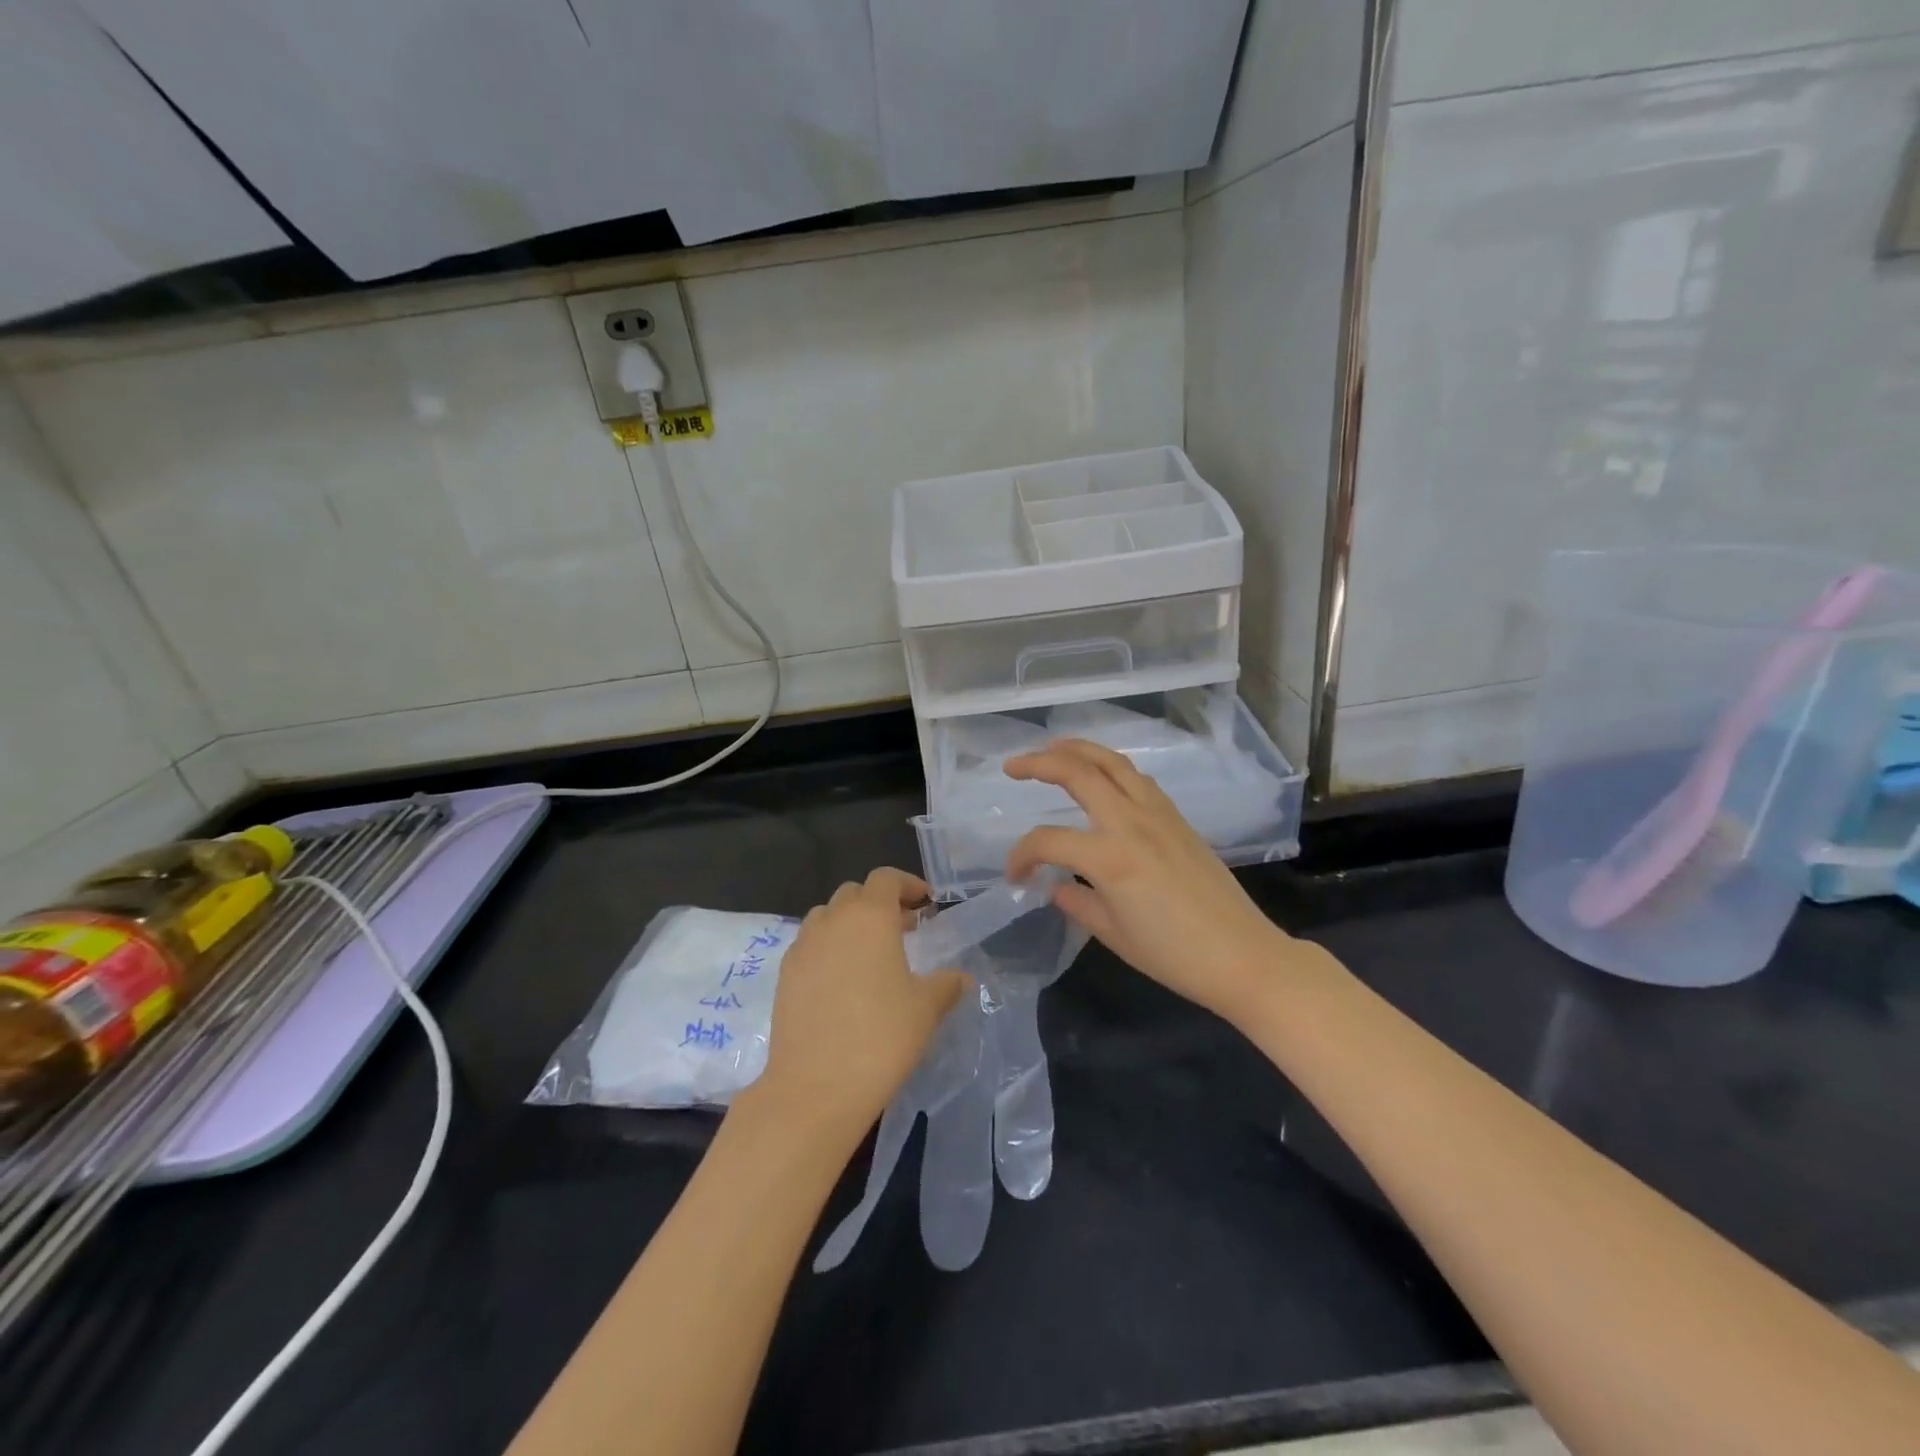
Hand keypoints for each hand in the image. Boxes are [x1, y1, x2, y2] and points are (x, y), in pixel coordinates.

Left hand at [753, 868, 967, 1138]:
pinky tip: (843, 982)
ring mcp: (803, 947)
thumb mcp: (926, 1009)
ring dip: (850, 924)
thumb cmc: (881, 1037)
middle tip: (904, 929)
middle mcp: (832, 921)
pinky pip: (809, 945)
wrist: (815, 1087)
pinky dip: (828, 948)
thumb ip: (947, 985)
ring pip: (827, 917)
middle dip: (880, 903)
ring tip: (871, 954)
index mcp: (870, 916)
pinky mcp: (784, 975)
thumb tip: (963, 978)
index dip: (907, 884)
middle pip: (854, 894)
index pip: (885, 879)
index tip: (926, 903)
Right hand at [1004, 739, 1294, 1022]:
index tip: (1015, 877)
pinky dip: (1111, 767)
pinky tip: (1101, 777)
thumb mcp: (1113, 934)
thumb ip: (1077, 902)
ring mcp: (1158, 814)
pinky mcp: (1177, 818)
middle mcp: (1131, 822)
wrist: (1243, 956)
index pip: (1048, 840)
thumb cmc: (1173, 955)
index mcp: (1109, 857)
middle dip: (1038, 763)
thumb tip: (1055, 886)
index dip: (1021, 855)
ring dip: (1078, 750)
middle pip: (1078, 772)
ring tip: (1052, 750)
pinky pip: (1137, 778)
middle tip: (1012, 767)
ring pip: (1112, 762)